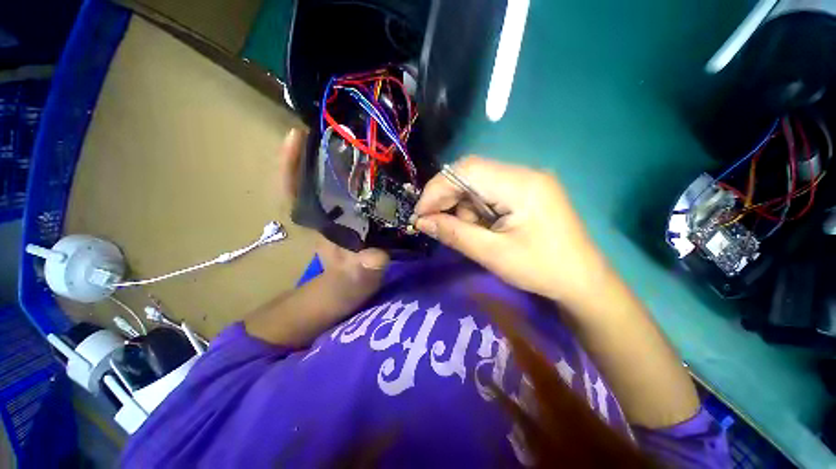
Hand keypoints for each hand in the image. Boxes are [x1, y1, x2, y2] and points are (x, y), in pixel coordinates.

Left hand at [278, 129, 389, 290]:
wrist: (351, 290)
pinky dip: (365, 179)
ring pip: (336, 182)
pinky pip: (357, 193)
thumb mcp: (355, 282)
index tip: (296, 134)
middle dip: (324, 151)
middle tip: (344, 128)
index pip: (293, 192)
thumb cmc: (346, 287)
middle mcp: (326, 214)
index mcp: (319, 226)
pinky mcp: (356, 217)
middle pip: (317, 177)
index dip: (289, 164)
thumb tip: (375, 258)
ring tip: (365, 141)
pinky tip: (381, 170)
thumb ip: (362, 273)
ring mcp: (341, 214)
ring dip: (346, 161)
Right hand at [413, 156, 610, 305]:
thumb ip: (455, 234)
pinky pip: (489, 191)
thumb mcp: (492, 254)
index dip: (437, 189)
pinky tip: (481, 227)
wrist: (582, 280)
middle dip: (448, 198)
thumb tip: (421, 221)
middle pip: (471, 173)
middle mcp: (524, 174)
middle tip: (436, 223)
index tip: (421, 213)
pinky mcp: (525, 191)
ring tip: (471, 232)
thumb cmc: (541, 270)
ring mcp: (526, 180)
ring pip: (477, 183)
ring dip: (463, 206)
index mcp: (521, 185)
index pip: (467, 170)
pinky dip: (475, 208)